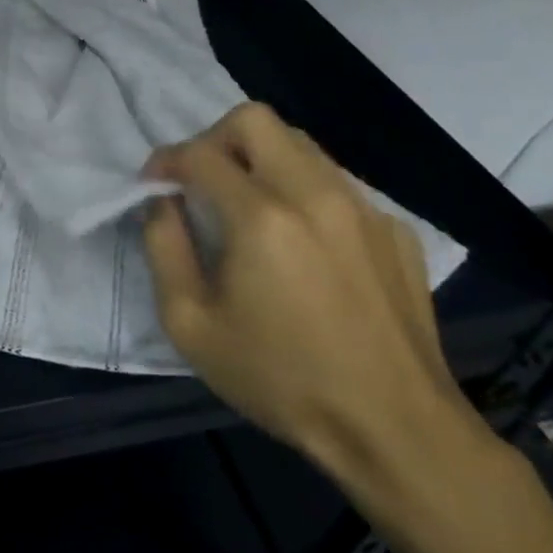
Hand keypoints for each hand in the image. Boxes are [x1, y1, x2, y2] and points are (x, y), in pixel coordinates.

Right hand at [141, 102, 479, 484]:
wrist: (398, 432)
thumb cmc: (281, 380)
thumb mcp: (190, 324)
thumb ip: (162, 247)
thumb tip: (162, 202)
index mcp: (262, 217)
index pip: (200, 153)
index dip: (166, 160)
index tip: (155, 184)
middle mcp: (315, 195)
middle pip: (255, 119)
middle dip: (214, 138)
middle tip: (203, 181)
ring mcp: (364, 209)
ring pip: (300, 144)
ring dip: (260, 159)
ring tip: (249, 207)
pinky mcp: (396, 231)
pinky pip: (337, 183)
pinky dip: (304, 192)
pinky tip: (304, 243)